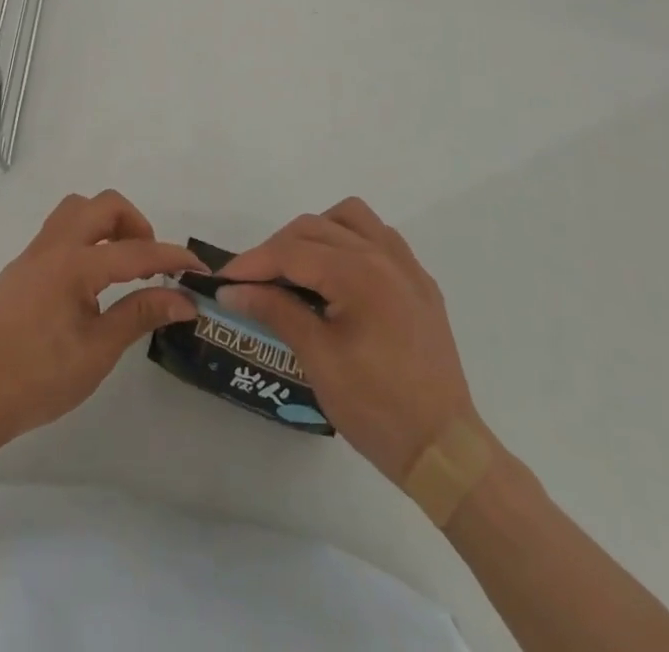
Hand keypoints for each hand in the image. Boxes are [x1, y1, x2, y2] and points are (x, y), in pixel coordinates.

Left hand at [0, 190, 202, 444]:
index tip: (198, 267)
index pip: (133, 251)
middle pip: (102, 206)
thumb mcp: (98, 350)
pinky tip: (88, 284)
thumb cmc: (40, 377)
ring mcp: (31, 255)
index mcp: (73, 264)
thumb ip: (140, 314)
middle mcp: (52, 247)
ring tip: (121, 265)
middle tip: (149, 261)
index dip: (170, 258)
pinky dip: (83, 240)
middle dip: (134, 223)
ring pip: (75, 211)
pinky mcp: (20, 270)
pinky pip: (58, 233)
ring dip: (105, 225)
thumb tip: (183, 300)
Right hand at [220, 198, 480, 482]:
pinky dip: (349, 242)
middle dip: (277, 248)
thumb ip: (275, 311)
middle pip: (315, 227)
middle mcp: (384, 255)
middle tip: (252, 282)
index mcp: (359, 272)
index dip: (252, 263)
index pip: (292, 251)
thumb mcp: (318, 359)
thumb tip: (232, 290)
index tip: (223, 280)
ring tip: (297, 269)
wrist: (444, 450)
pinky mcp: (419, 283)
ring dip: (316, 233)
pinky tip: (337, 276)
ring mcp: (406, 267)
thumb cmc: (377, 407)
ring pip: (349, 219)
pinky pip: (378, 238)